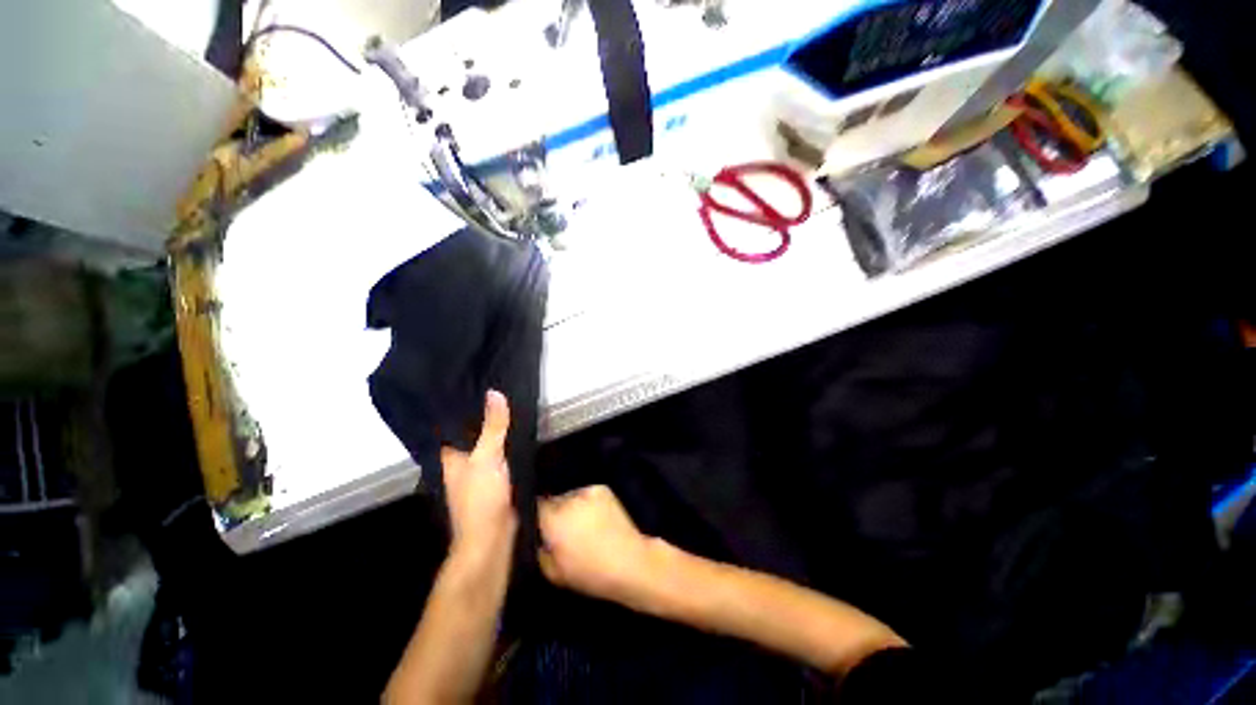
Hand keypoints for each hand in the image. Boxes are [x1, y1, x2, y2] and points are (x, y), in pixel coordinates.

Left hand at [441, 390, 516, 561]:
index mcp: (451, 456)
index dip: (463, 405)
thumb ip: (492, 427)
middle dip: (485, 414)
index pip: (453, 424)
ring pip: (490, 443)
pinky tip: (522, 429)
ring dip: (499, 428)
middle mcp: (464, 461)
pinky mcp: (499, 478)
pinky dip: (511, 442)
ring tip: (513, 400)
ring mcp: (482, 471)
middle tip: (500, 384)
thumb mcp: (486, 458)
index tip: (474, 381)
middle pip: (474, 432)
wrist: (494, 540)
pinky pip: (504, 454)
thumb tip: (494, 392)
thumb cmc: (480, 499)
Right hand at [537, 485, 659, 606]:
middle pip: (553, 502)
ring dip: (571, 509)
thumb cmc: (589, 573)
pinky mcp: (602, 489)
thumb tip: (539, 537)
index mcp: (553, 520)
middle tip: (563, 531)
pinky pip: (586, 495)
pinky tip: (595, 518)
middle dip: (555, 515)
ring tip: (581, 525)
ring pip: (570, 498)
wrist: (629, 562)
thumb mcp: (553, 573)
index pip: (534, 507)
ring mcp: (586, 491)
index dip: (535, 517)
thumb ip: (540, 550)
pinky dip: (586, 504)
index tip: (540, 528)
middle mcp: (567, 500)